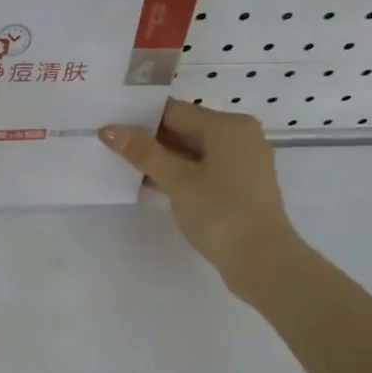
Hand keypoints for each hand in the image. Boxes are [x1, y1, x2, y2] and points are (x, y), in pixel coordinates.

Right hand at [100, 101, 305, 306]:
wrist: (263, 261)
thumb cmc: (220, 213)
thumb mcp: (177, 181)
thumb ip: (143, 152)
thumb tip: (108, 129)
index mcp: (228, 126)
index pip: (174, 111)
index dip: (139, 118)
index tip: (109, 126)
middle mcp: (239, 136)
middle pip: (184, 128)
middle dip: (149, 139)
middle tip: (109, 145)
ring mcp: (242, 161)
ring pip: (193, 150)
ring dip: (161, 158)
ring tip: (123, 164)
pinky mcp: (240, 184)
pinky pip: (203, 168)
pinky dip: (179, 173)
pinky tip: (150, 183)